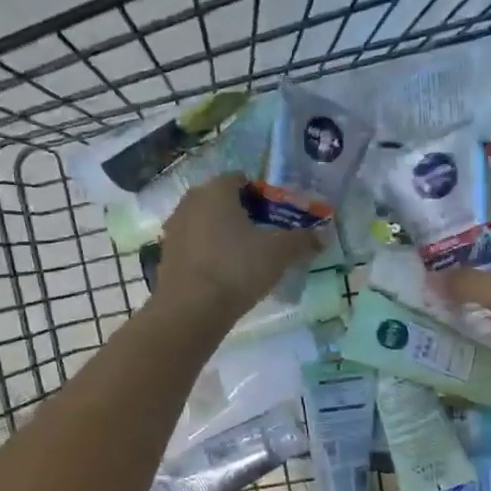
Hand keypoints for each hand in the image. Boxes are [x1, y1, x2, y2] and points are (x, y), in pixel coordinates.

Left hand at [154, 176, 319, 324]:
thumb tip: (323, 237)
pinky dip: (209, 253)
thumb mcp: (279, 253)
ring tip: (246, 258)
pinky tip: (224, 274)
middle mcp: (191, 201)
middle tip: (265, 237)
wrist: (190, 310)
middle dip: (244, 214)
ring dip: (224, 234)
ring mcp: (174, 228)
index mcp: (216, 190)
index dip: (263, 195)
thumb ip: (302, 240)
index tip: (277, 217)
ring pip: (207, 223)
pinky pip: (195, 245)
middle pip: (222, 200)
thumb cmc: (237, 268)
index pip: (242, 179)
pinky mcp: (167, 255)